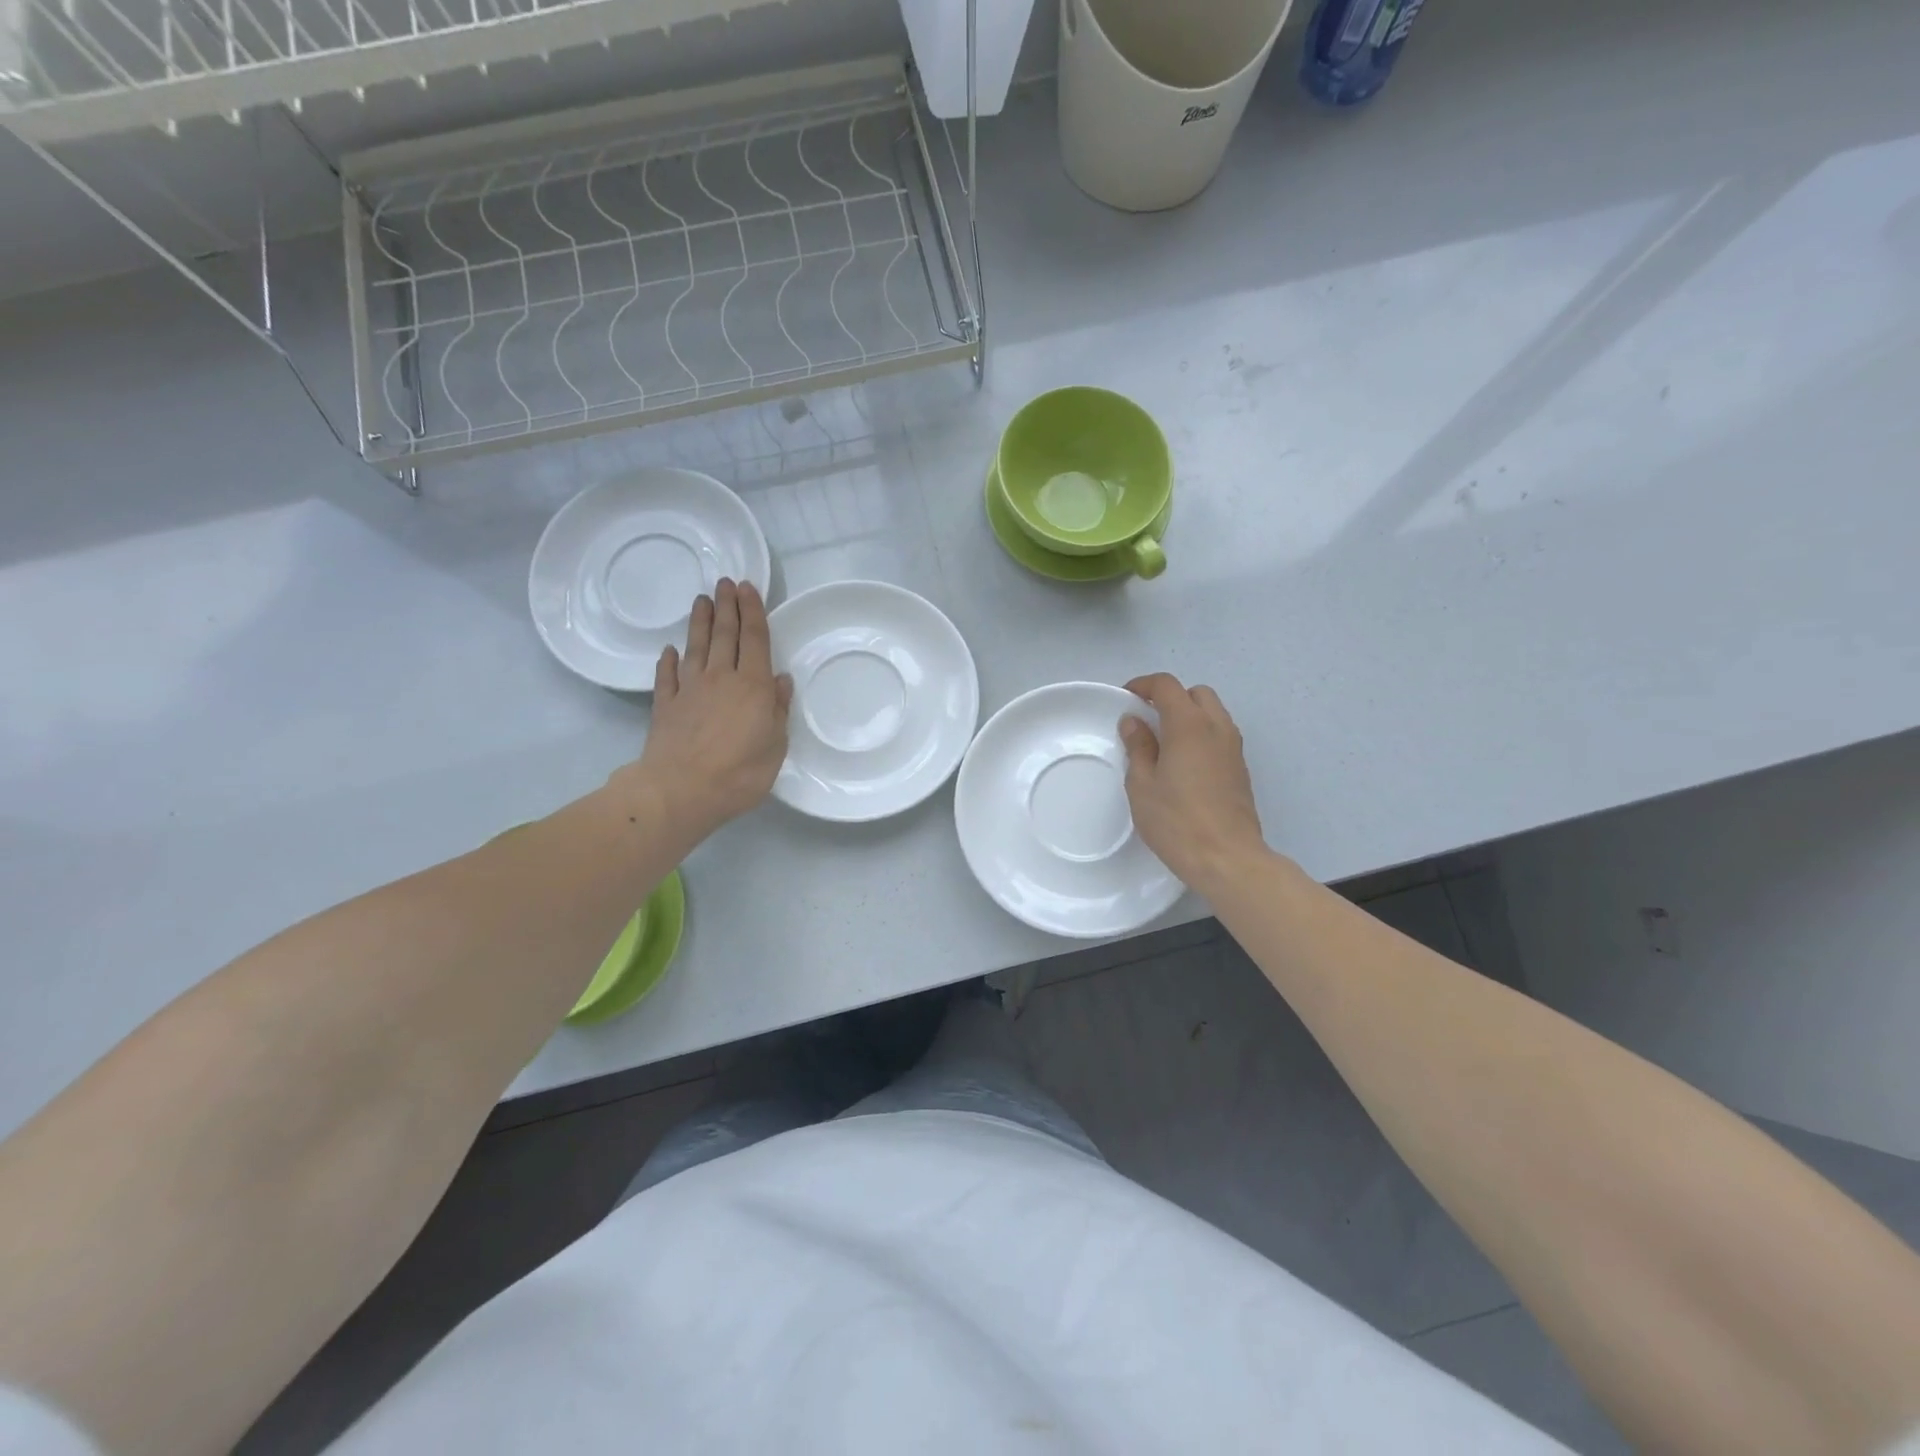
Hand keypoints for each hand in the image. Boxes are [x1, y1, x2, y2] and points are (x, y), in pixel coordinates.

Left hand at [620, 579, 792, 839]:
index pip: (755, 640)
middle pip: (724, 635)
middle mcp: (721, 678)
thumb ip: (777, 709)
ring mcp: (689, 690)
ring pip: (695, 647)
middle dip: (727, 607)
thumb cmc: (739, 772)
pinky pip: (667, 676)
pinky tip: (669, 651)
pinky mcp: (665, 706)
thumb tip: (780, 679)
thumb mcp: (775, 745)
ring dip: (699, 622)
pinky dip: (668, 661)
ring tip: (702, 600)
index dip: (753, 612)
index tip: (748, 587)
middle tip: (725, 582)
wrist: (680, 791)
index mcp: (752, 686)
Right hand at [1119, 673, 1266, 894]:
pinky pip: (1220, 735)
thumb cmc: (1176, 821)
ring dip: (1189, 716)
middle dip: (1171, 698)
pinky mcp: (1240, 769)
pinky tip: (1184, 764)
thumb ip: (1138, 747)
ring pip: (1213, 713)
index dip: (1144, 685)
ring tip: (1164, 742)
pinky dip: (1201, 735)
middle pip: (1196, 693)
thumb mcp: (1142, 784)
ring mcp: (1234, 748)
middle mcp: (1217, 727)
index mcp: (1189, 725)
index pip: (1167, 685)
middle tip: (1148, 720)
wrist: (1227, 858)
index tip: (1127, 699)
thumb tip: (1134, 722)